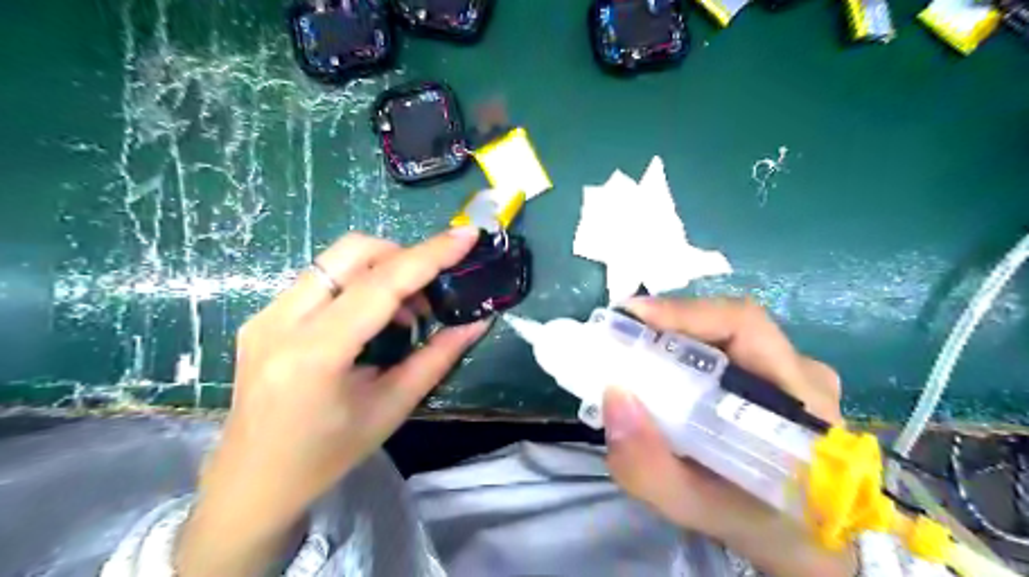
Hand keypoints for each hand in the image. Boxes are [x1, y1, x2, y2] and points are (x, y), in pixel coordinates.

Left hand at [174, 227, 486, 576]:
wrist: (250, 483)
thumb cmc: (327, 455)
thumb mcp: (391, 408)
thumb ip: (438, 357)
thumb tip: (477, 322)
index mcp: (316, 353)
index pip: (381, 284)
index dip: (429, 255)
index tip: (466, 235)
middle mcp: (282, 321)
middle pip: (352, 252)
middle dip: (403, 256)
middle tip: (430, 293)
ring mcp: (265, 314)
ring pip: (335, 259)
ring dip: (381, 270)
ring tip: (404, 312)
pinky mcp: (263, 316)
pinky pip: (321, 278)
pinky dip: (358, 283)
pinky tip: (371, 318)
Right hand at [605, 297, 852, 575]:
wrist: (806, 543)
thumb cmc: (761, 526)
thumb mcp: (699, 509)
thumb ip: (650, 468)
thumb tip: (613, 396)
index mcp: (800, 400)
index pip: (745, 326)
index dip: (685, 312)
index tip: (632, 315)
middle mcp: (802, 372)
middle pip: (728, 324)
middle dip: (668, 325)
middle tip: (619, 337)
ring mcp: (793, 372)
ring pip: (725, 335)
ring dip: (674, 337)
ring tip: (632, 352)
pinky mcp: (778, 378)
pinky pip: (725, 350)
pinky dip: (685, 353)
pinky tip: (660, 371)